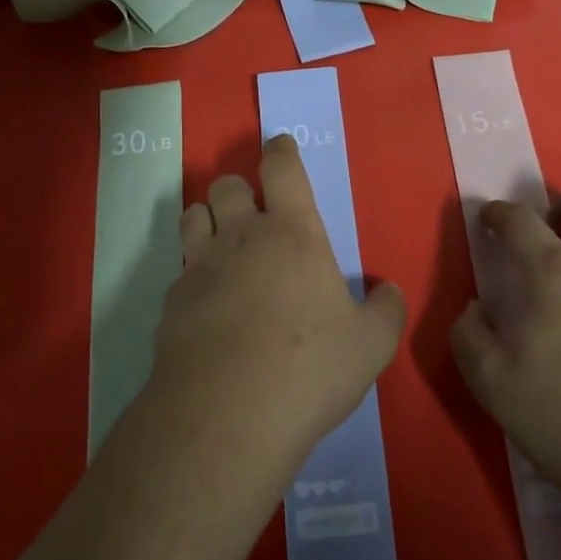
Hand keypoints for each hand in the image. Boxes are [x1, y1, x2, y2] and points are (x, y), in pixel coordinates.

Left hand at [151, 134, 405, 468]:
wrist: (226, 415)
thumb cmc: (309, 368)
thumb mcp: (371, 345)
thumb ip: (386, 311)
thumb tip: (389, 292)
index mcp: (293, 234)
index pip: (283, 169)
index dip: (282, 151)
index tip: (280, 145)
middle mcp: (241, 238)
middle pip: (227, 185)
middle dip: (239, 187)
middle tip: (254, 210)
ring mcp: (199, 267)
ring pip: (193, 216)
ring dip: (208, 217)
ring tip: (222, 239)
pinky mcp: (171, 302)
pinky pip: (180, 268)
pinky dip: (193, 271)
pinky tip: (206, 300)